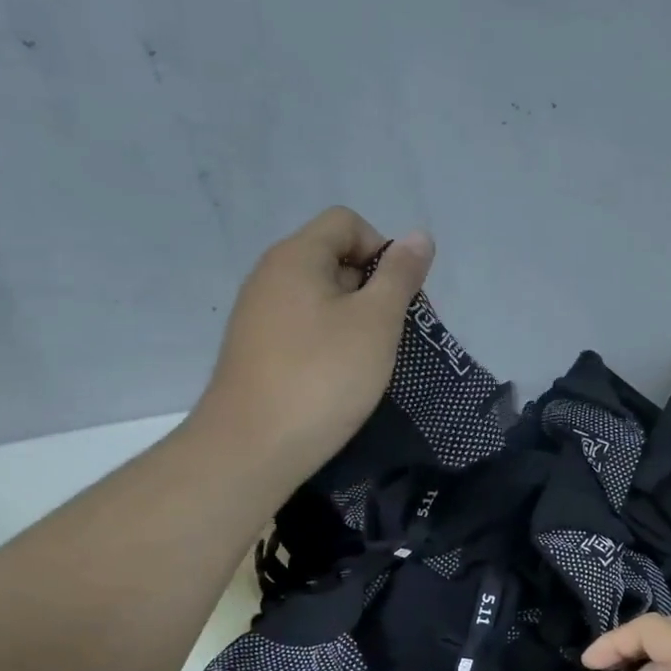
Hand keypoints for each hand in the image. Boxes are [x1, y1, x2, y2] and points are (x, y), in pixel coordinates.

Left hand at [197, 207, 433, 483]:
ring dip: (354, 320)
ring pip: (320, 298)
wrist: (253, 447)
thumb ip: (400, 276)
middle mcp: (270, 276)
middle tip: (392, 335)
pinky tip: (339, 379)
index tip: (399, 298)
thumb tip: (418, 235)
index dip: (383, 250)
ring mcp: (258, 315)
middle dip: (372, 288)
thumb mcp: (376, 322)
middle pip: (333, 258)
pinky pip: (303, 329)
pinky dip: (329, 343)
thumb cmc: (323, 377)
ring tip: (369, 361)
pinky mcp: (256, 351)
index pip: (346, 222)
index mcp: (296, 257)